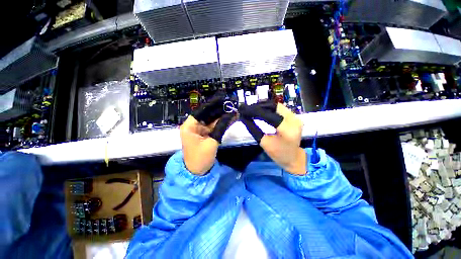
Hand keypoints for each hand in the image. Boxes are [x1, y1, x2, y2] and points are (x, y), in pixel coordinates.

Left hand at [180, 92, 235, 174]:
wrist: (197, 172)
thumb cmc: (200, 158)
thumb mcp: (211, 142)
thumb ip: (221, 127)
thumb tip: (231, 114)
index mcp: (190, 126)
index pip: (202, 110)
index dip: (213, 104)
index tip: (223, 99)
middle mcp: (194, 126)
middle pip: (208, 114)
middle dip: (220, 110)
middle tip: (232, 105)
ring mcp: (200, 130)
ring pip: (213, 120)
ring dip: (223, 117)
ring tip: (234, 110)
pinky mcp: (206, 135)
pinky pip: (214, 127)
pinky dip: (222, 124)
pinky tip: (231, 118)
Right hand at [239, 102, 305, 174]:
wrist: (294, 157)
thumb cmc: (278, 153)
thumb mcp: (263, 143)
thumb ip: (254, 129)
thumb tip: (244, 117)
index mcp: (287, 130)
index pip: (269, 115)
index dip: (255, 111)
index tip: (243, 110)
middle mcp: (294, 120)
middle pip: (274, 106)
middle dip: (259, 106)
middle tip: (247, 109)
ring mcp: (296, 117)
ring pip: (276, 105)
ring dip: (263, 106)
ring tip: (252, 109)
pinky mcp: (294, 116)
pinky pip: (279, 108)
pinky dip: (268, 108)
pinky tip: (261, 110)